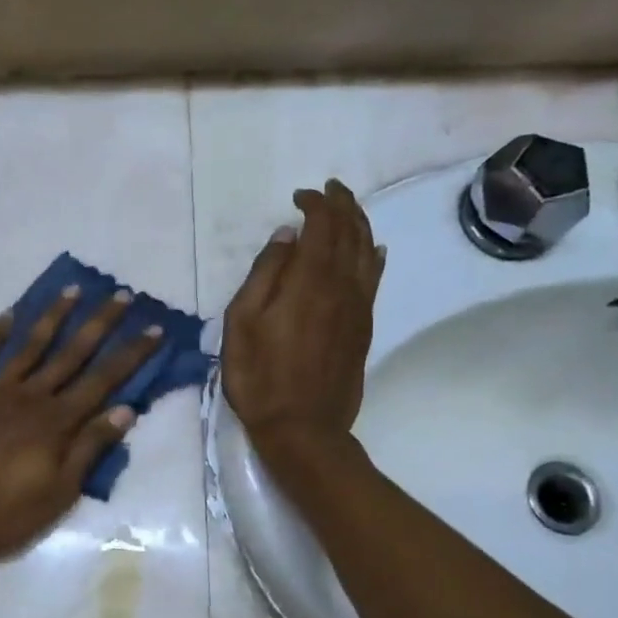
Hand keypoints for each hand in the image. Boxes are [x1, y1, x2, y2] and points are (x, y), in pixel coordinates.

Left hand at [0, 287, 161, 561]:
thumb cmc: (1, 513)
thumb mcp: (58, 492)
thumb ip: (89, 448)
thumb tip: (126, 410)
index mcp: (57, 422)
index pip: (104, 380)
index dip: (131, 354)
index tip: (153, 328)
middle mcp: (30, 395)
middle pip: (72, 352)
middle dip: (100, 323)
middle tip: (122, 294)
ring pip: (30, 345)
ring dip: (53, 316)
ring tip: (73, 289)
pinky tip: (9, 314)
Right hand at [222, 179, 383, 457]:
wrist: (302, 428)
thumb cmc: (260, 377)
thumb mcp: (242, 323)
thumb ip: (264, 274)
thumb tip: (286, 235)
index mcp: (309, 280)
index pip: (321, 226)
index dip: (314, 204)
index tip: (299, 196)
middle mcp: (341, 285)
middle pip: (350, 232)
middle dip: (342, 205)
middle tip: (330, 189)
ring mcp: (358, 307)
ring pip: (367, 252)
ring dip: (360, 224)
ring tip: (349, 209)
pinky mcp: (364, 327)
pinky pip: (374, 279)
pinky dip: (374, 257)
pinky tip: (374, 249)